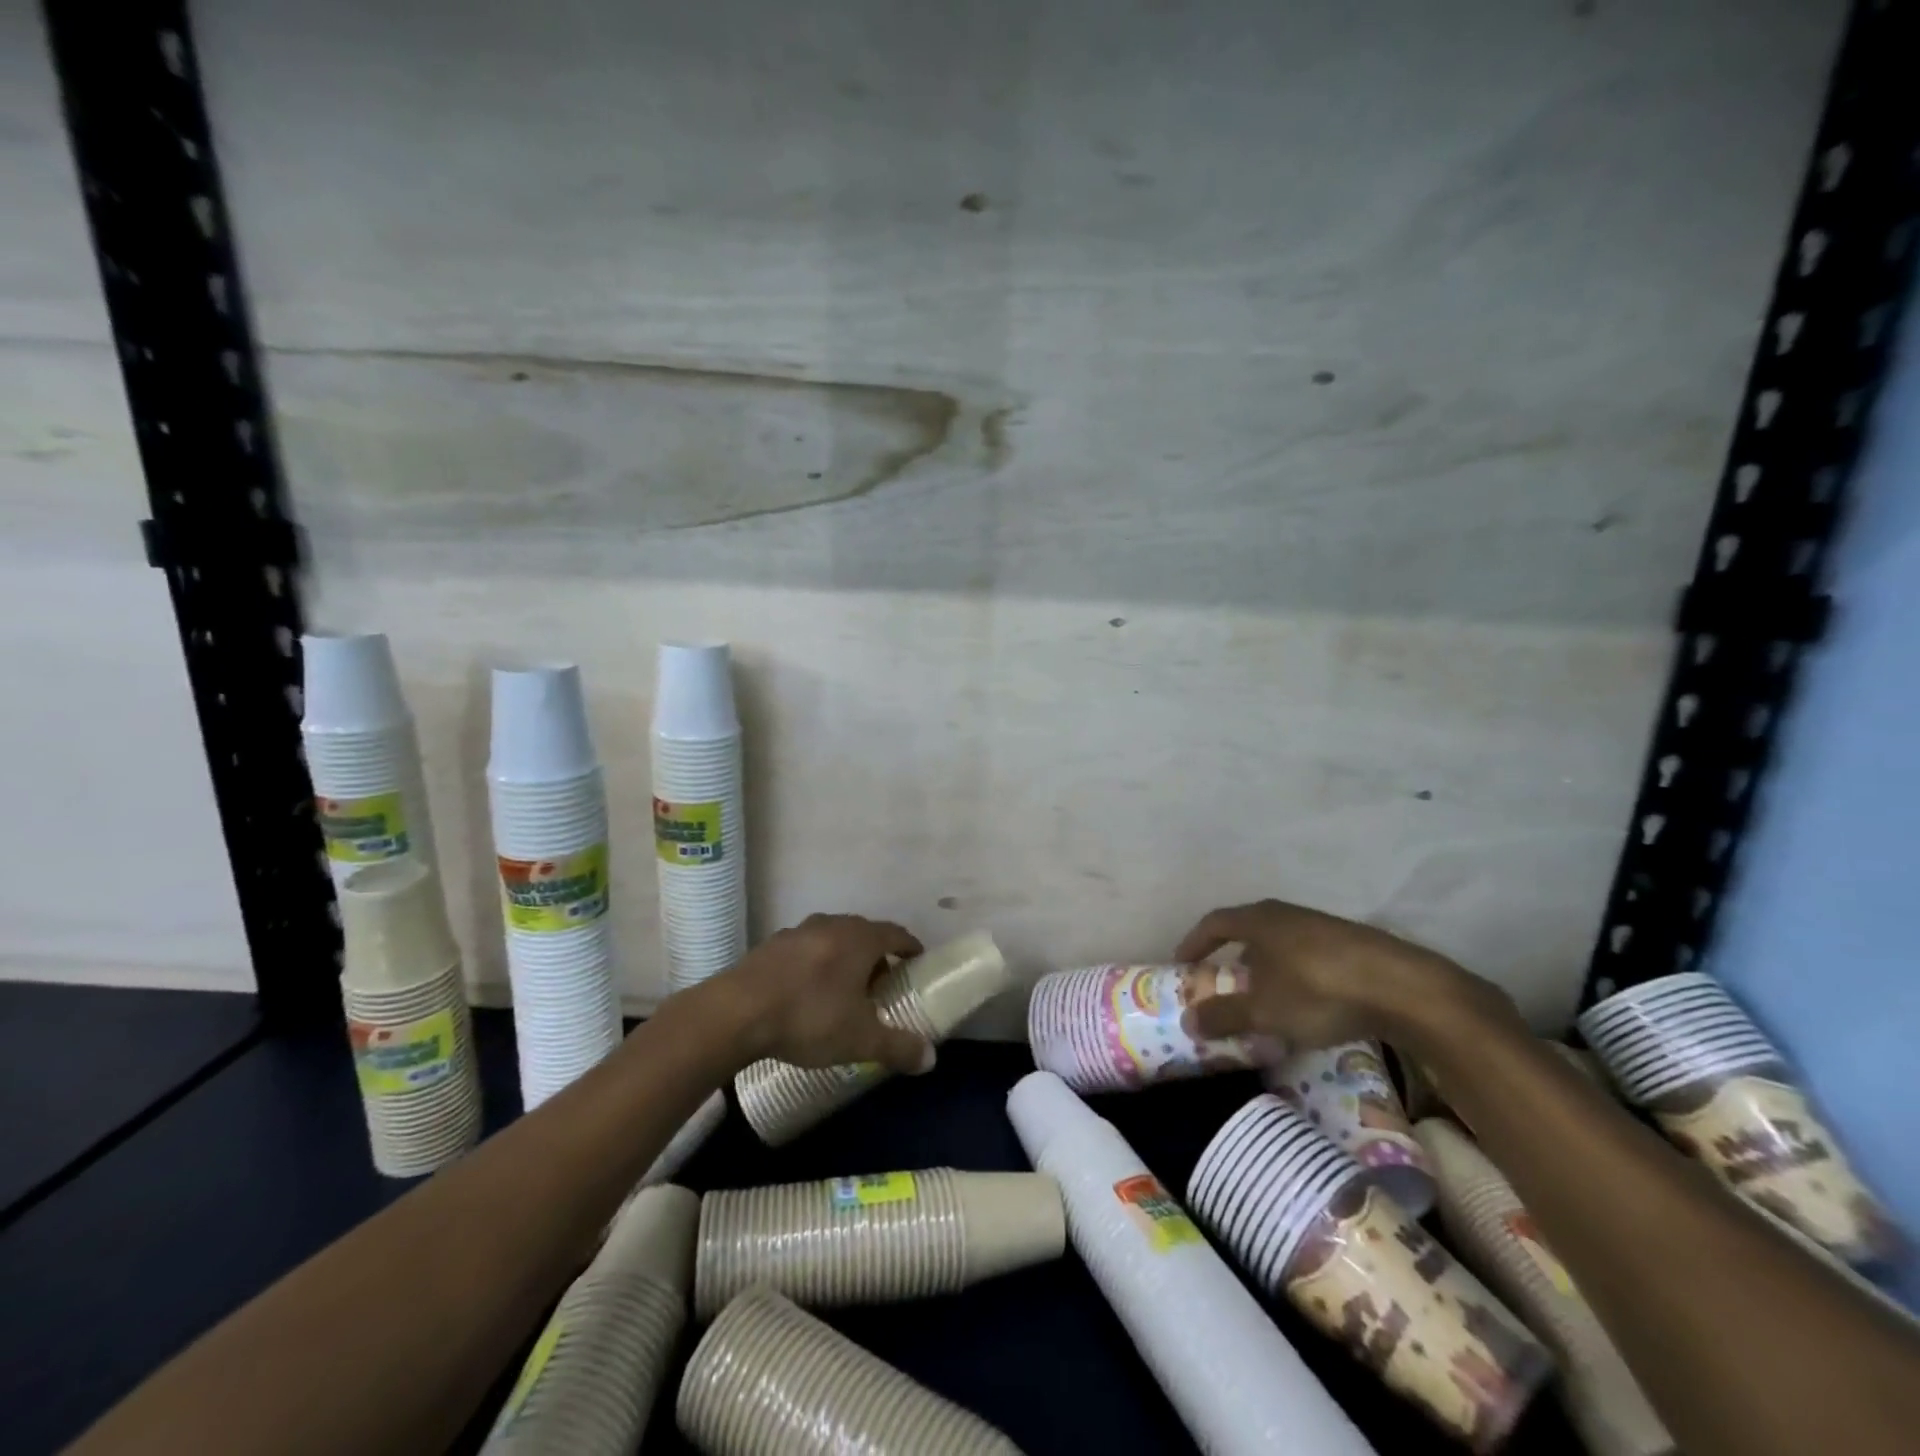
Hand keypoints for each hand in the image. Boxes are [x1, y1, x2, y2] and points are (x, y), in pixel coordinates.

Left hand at [715, 913, 934, 1073]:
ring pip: (832, 938)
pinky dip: (815, 964)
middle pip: (864, 933)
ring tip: (844, 989)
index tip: (917, 962)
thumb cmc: (808, 1017)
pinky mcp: (770, 945)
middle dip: (877, 956)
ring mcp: (798, 931)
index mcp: (860, 939)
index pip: (895, 934)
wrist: (735, 1013)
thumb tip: (931, 1059)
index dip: (909, 947)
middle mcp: (832, 925)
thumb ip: (898, 1047)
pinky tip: (806, 992)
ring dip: (844, 958)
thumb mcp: (860, 1039)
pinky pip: (805, 949)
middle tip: (882, 984)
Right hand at [1173, 898, 1506, 1050]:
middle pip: (1248, 930)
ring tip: (1265, 998)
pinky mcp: (1352, 943)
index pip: (1214, 923)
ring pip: (1281, 943)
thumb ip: (1224, 1015)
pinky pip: (1308, 955)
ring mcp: (1322, 925)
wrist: (1403, 988)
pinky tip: (1306, 1002)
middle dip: (1232, 957)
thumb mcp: (1263, 1011)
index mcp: (1258, 920)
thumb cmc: (1318, 991)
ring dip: (1266, 968)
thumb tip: (1188, 1021)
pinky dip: (1296, 974)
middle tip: (1223, 984)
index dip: (1194, 943)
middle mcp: (1286, 914)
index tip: (1182, 964)